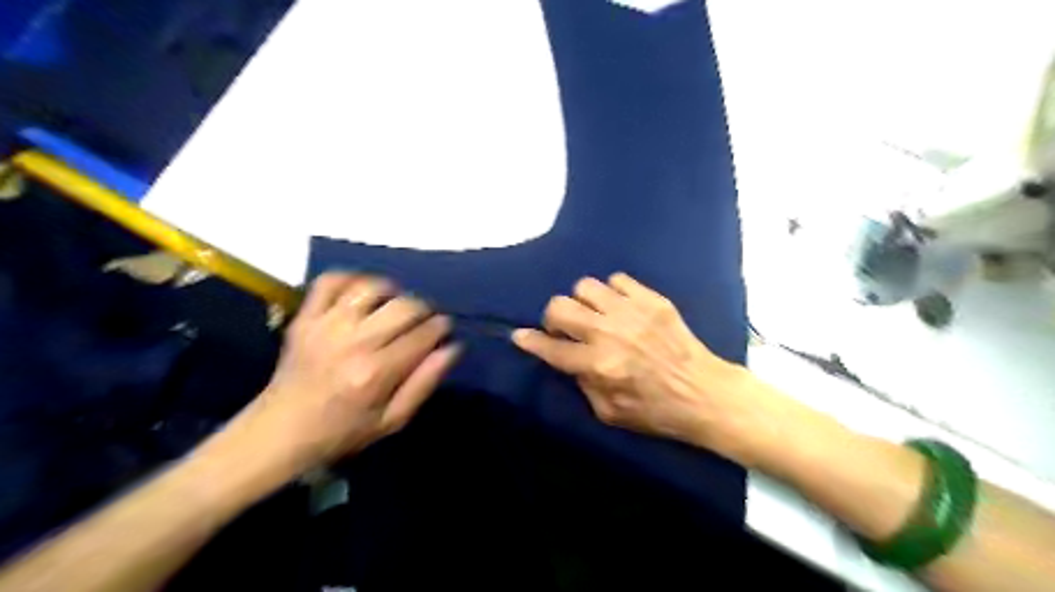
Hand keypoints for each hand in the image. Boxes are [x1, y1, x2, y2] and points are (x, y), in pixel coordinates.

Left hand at [232, 273, 459, 471]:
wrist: (280, 431)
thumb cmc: (343, 431)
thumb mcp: (393, 420)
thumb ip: (425, 382)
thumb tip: (453, 347)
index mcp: (376, 372)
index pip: (424, 333)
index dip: (441, 327)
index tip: (443, 329)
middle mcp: (353, 342)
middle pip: (404, 306)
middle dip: (424, 309)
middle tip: (424, 320)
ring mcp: (325, 325)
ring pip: (371, 288)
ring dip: (392, 291)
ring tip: (395, 305)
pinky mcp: (305, 318)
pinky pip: (330, 281)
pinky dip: (351, 279)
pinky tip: (362, 293)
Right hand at [511, 272, 759, 463]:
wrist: (704, 393)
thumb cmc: (655, 410)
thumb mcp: (609, 413)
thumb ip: (581, 383)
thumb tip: (567, 357)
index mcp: (599, 366)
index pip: (551, 348)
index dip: (530, 341)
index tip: (520, 336)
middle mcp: (610, 334)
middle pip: (560, 306)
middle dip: (553, 318)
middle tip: (565, 329)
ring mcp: (632, 312)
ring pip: (586, 286)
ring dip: (583, 302)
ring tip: (594, 315)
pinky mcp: (653, 300)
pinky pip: (617, 279)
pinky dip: (611, 292)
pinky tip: (619, 307)